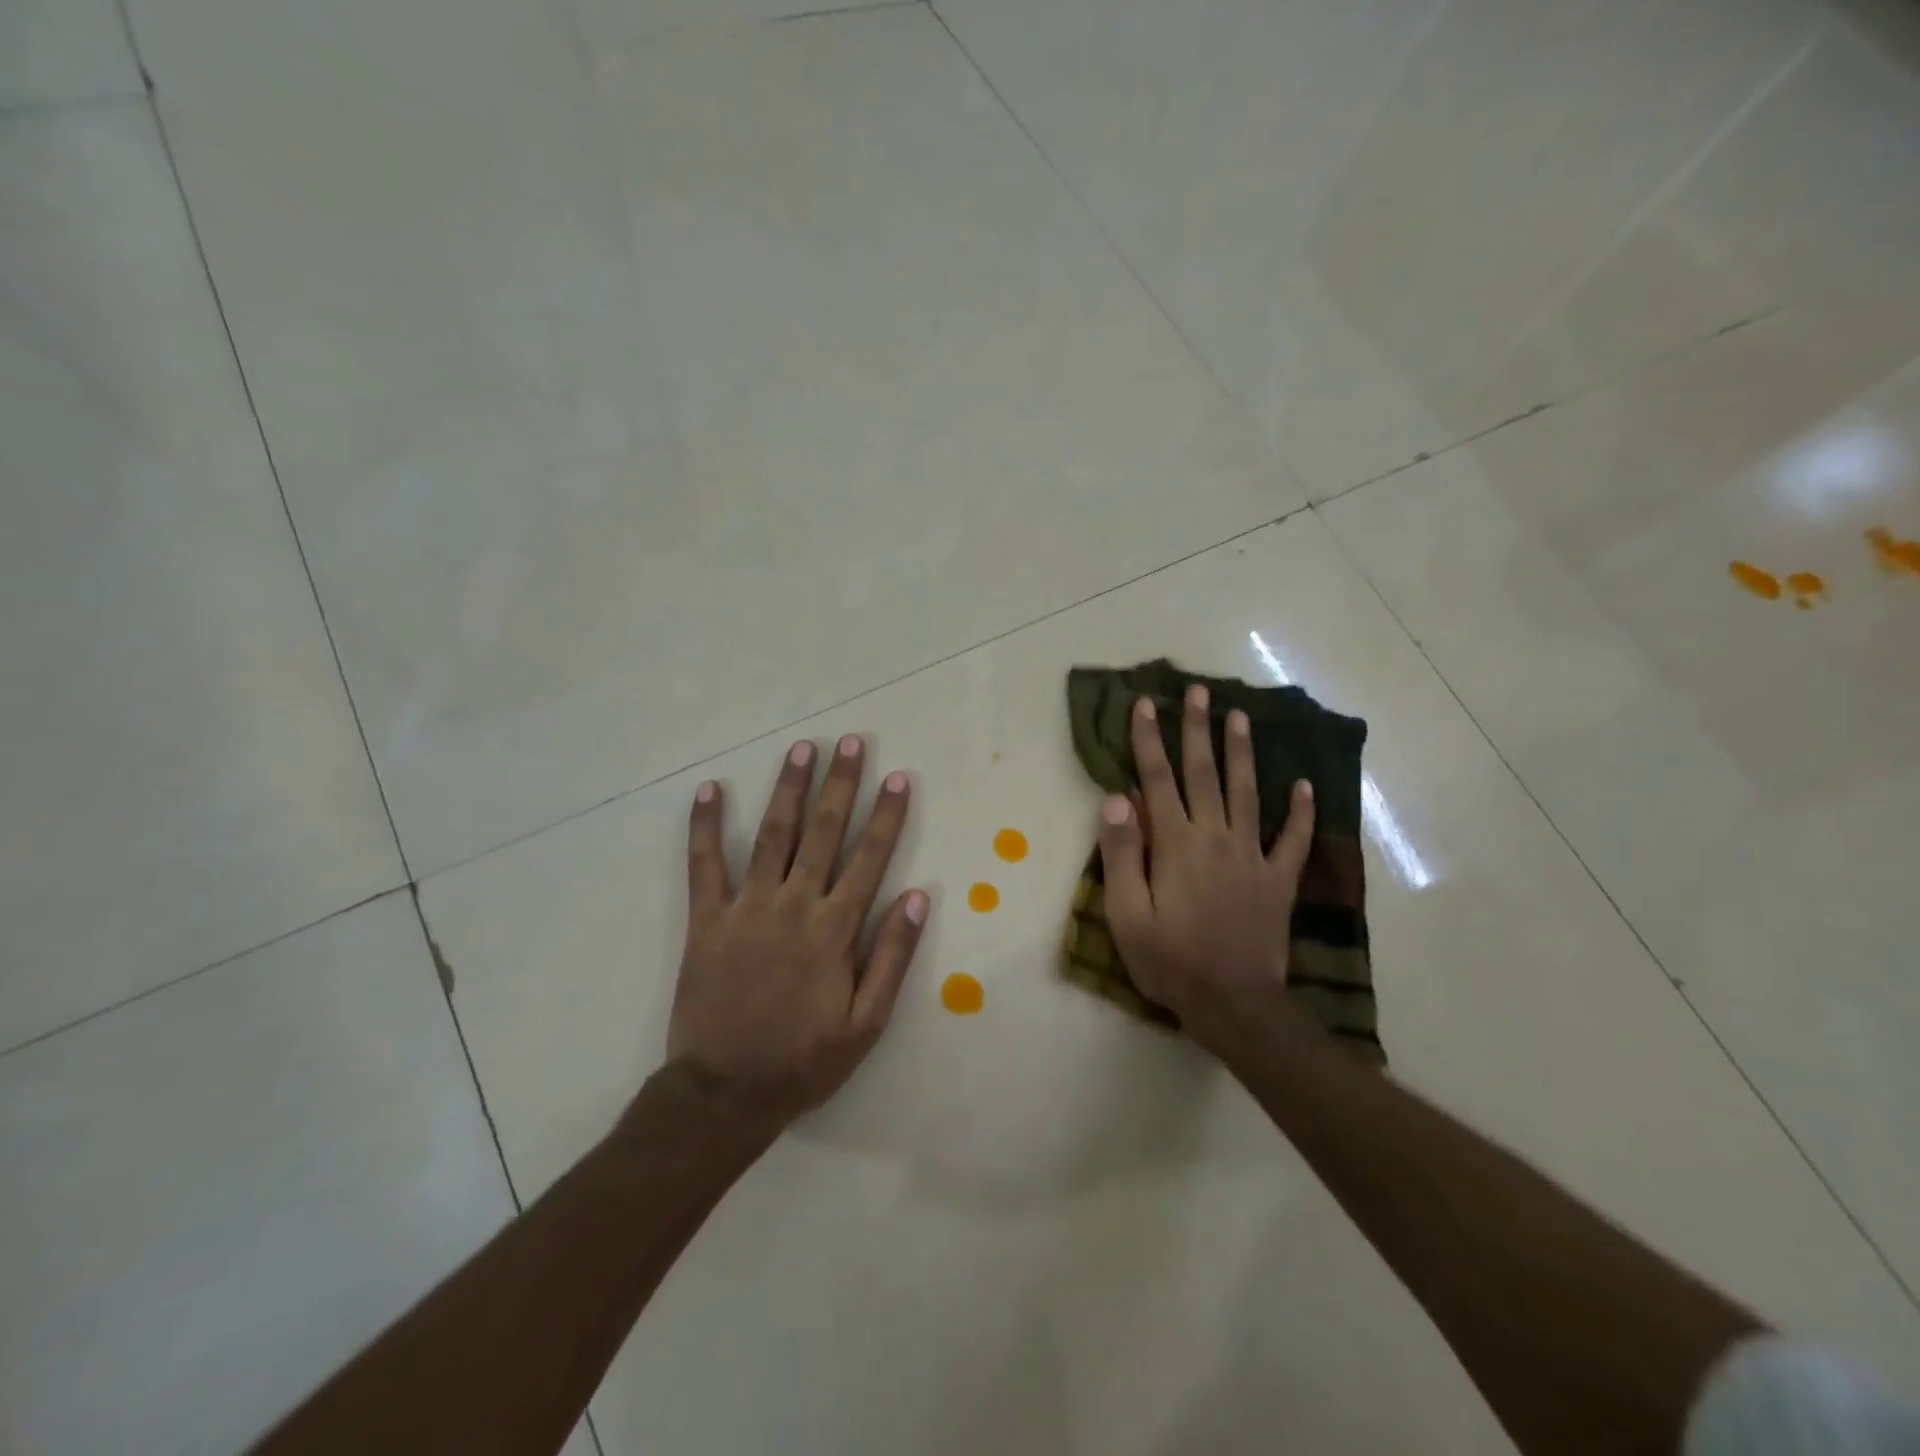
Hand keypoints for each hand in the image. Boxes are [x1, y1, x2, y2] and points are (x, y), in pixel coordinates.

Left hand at [668, 735, 929, 1124]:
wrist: (724, 1093)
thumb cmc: (803, 1060)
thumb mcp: (866, 1024)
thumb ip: (892, 957)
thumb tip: (919, 898)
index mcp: (834, 930)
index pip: (869, 859)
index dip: (887, 816)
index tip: (899, 777)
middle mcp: (793, 906)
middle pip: (824, 833)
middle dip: (841, 784)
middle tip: (852, 742)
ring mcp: (746, 908)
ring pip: (772, 835)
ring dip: (789, 789)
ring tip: (802, 749)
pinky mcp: (707, 919)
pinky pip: (705, 864)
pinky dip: (704, 826)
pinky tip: (708, 789)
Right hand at [1097, 687, 1315, 1040]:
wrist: (1233, 1004)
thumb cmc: (1169, 960)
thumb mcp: (1126, 914)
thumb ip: (1122, 854)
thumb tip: (1116, 799)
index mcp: (1175, 843)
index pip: (1157, 779)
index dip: (1149, 739)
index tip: (1146, 704)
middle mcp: (1215, 837)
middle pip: (1204, 773)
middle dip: (1198, 729)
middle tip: (1200, 691)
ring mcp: (1251, 856)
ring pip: (1247, 792)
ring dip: (1242, 753)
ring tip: (1242, 717)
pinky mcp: (1277, 880)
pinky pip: (1292, 839)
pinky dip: (1300, 812)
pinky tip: (1305, 785)